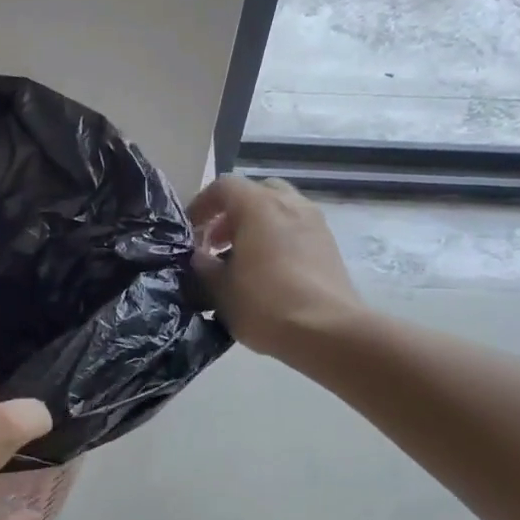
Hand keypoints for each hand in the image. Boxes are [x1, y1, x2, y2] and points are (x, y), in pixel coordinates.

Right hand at [187, 176, 361, 360]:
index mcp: (258, 205)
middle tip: (217, 243)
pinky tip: (268, 274)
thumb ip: (204, 266)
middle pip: (255, 193)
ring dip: (256, 228)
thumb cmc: (265, 304)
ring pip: (279, 212)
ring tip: (241, 262)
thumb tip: (201, 257)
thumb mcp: (220, 289)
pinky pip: (296, 231)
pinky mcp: (330, 246)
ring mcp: (315, 223)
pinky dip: (277, 241)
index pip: (224, 186)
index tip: (190, 231)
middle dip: (232, 214)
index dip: (202, 205)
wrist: (328, 332)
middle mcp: (290, 204)